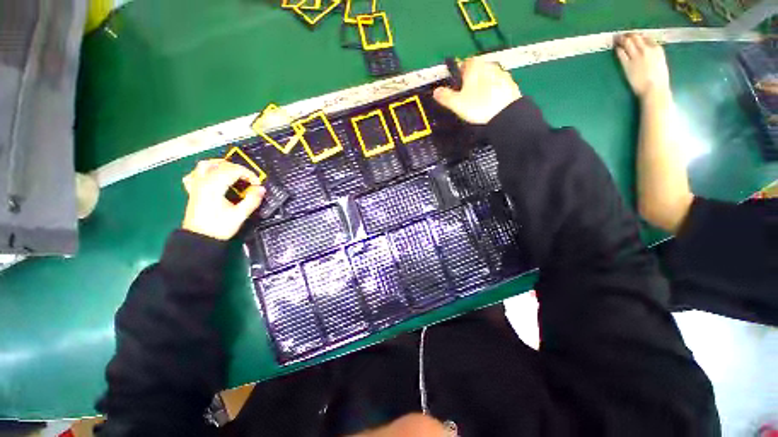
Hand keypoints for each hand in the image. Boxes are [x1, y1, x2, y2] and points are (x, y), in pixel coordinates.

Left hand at [181, 159, 265, 240]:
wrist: (199, 239)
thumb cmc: (219, 227)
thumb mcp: (240, 215)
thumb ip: (252, 200)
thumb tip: (261, 188)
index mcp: (214, 186)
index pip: (234, 170)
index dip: (249, 174)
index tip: (257, 184)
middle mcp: (203, 181)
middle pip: (222, 165)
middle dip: (239, 169)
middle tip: (250, 180)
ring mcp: (196, 185)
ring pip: (206, 165)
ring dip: (222, 164)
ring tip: (234, 171)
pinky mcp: (193, 190)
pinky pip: (196, 173)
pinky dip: (206, 171)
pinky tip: (214, 176)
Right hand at [433, 58, 521, 124]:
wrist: (505, 114)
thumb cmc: (478, 106)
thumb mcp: (456, 104)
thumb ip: (445, 96)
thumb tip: (436, 91)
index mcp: (474, 66)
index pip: (464, 63)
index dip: (459, 74)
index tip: (457, 86)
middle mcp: (489, 65)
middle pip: (477, 70)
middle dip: (471, 80)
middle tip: (466, 96)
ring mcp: (501, 73)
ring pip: (488, 77)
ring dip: (483, 85)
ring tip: (479, 102)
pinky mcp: (510, 84)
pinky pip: (498, 85)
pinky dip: (493, 91)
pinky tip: (491, 104)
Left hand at [615, 33, 670, 99]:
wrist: (653, 88)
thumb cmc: (659, 79)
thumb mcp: (660, 62)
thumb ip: (655, 54)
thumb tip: (649, 49)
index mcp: (657, 49)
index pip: (646, 37)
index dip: (639, 36)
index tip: (634, 35)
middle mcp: (646, 49)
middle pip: (636, 38)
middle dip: (629, 35)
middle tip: (622, 34)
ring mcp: (636, 56)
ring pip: (627, 43)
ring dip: (621, 39)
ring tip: (616, 37)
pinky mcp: (627, 64)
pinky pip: (621, 53)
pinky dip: (617, 49)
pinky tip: (615, 47)